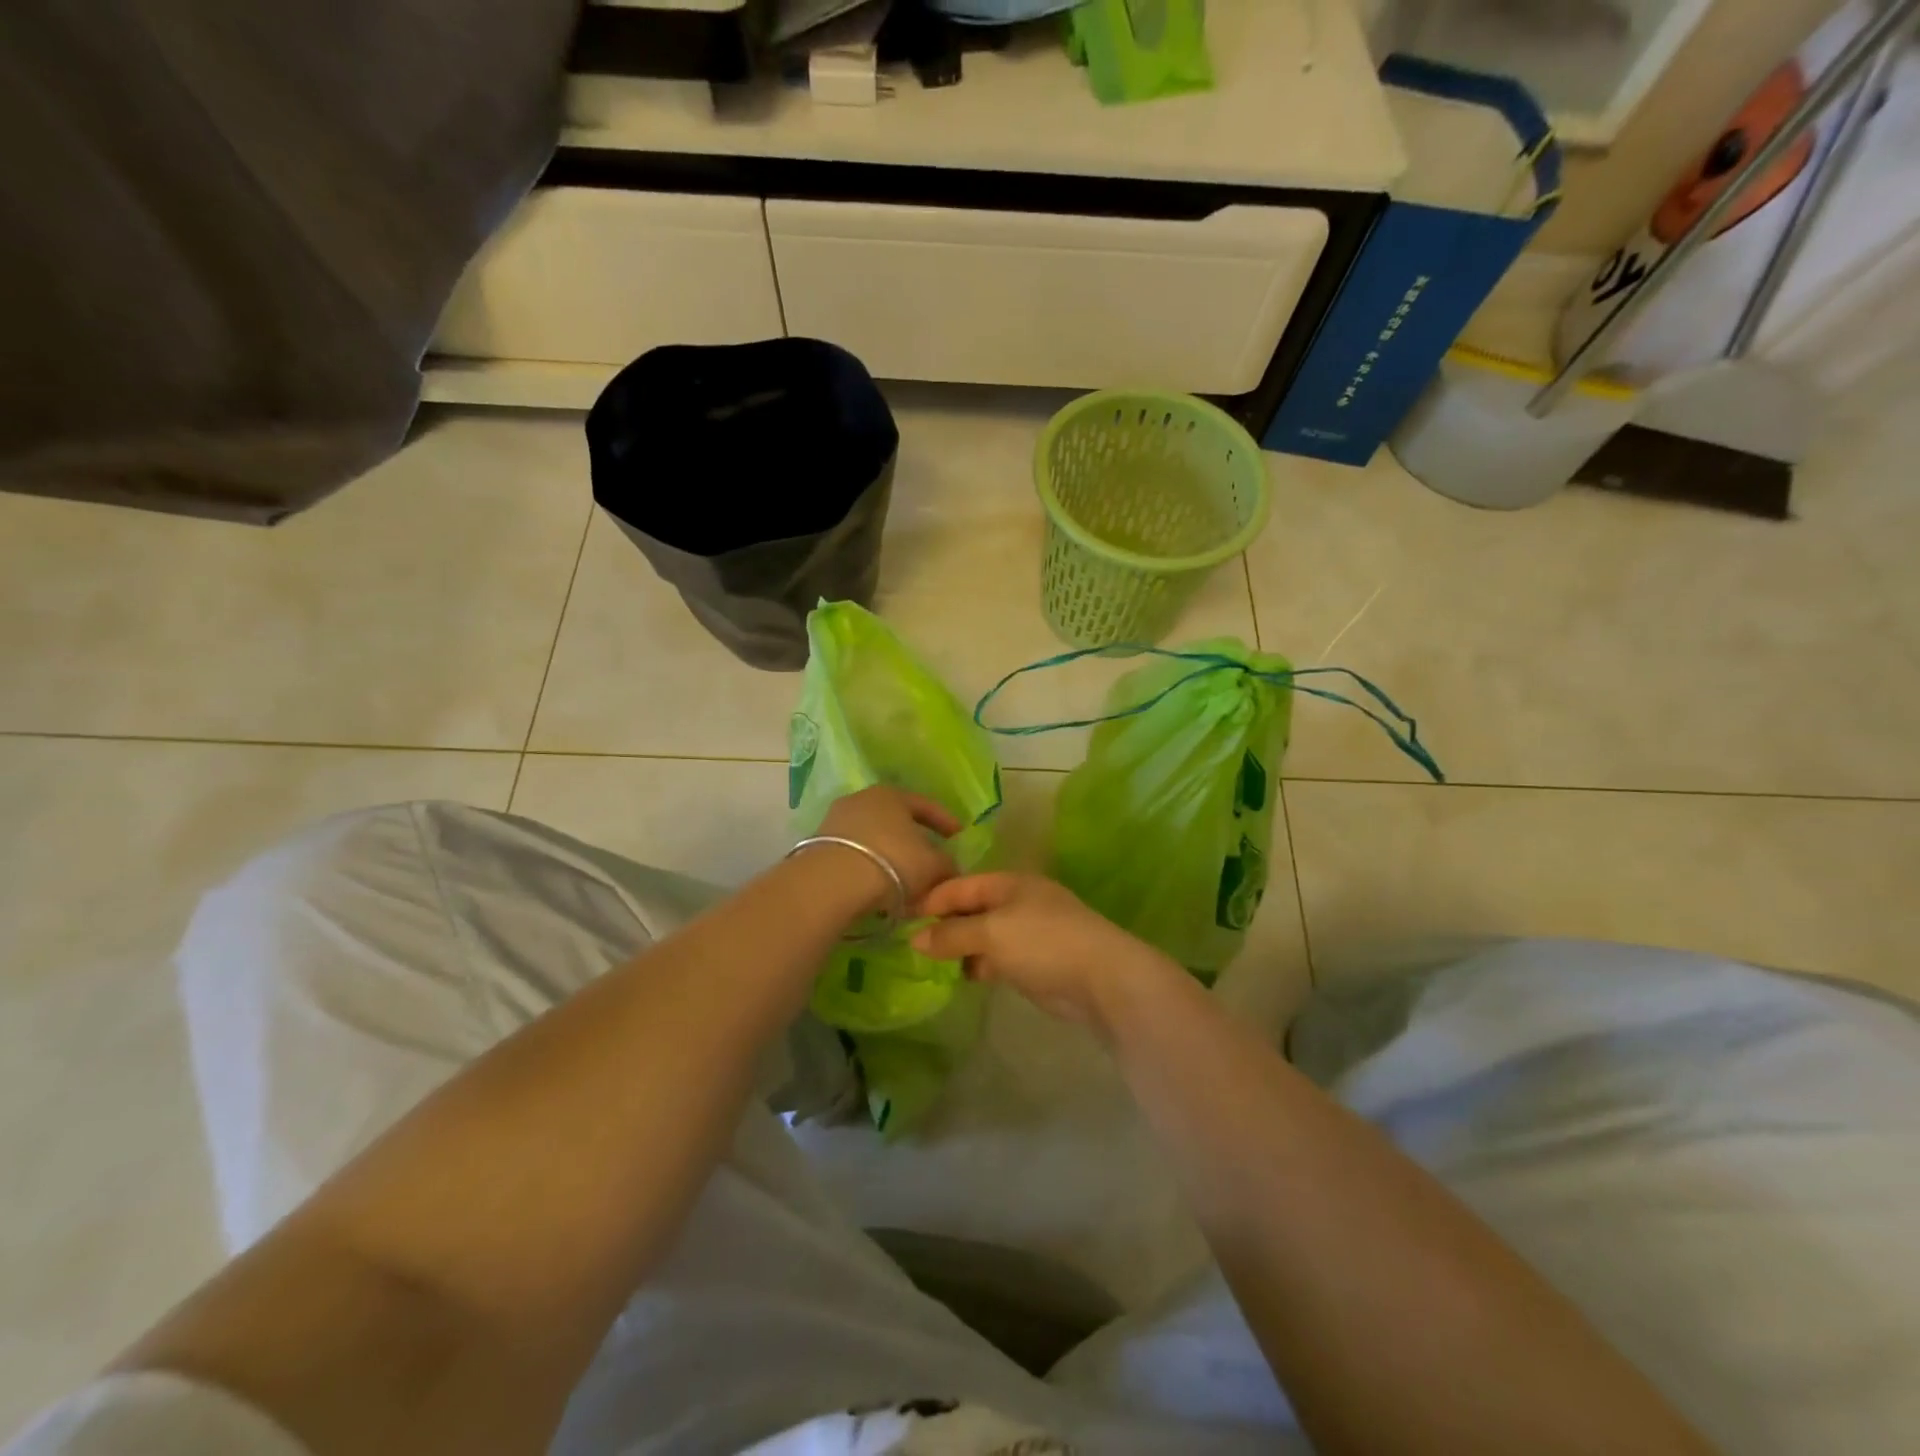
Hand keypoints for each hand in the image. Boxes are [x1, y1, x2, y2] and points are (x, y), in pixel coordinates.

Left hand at [809, 785, 962, 908]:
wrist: (832, 881)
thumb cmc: (893, 861)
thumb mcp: (932, 865)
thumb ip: (947, 864)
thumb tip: (950, 868)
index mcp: (892, 794)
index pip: (925, 805)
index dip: (945, 821)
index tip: (958, 835)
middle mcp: (862, 799)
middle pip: (895, 819)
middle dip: (914, 839)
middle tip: (929, 857)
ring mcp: (836, 820)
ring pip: (873, 837)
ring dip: (889, 855)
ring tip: (902, 878)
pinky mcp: (817, 845)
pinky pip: (854, 853)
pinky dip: (868, 866)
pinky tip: (877, 885)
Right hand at [911, 872, 1180, 1031]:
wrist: (1102, 978)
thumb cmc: (1043, 943)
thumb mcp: (991, 933)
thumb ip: (952, 935)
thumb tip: (916, 939)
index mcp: (1008, 883)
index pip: (960, 886)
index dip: (931, 899)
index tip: (900, 917)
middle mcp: (1017, 902)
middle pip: (971, 909)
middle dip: (943, 925)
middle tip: (910, 943)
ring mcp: (1028, 932)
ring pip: (983, 935)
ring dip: (960, 948)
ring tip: (930, 964)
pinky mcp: (1035, 961)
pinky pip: (997, 957)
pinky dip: (980, 964)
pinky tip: (964, 977)